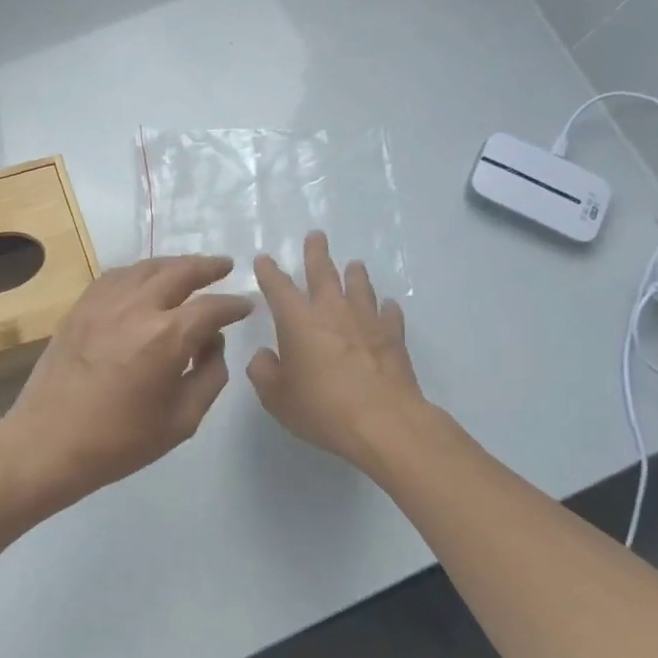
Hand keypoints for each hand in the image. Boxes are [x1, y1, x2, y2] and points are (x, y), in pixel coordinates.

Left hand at [0, 256, 254, 505]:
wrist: (48, 442)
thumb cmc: (119, 442)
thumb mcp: (182, 421)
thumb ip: (210, 377)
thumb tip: (213, 344)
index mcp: (167, 337)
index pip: (212, 308)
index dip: (234, 305)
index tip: (246, 306)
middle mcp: (137, 308)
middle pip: (179, 272)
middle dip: (208, 267)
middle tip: (225, 266)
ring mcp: (103, 304)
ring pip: (145, 268)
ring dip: (173, 265)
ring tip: (188, 269)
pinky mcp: (79, 309)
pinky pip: (114, 277)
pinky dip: (137, 273)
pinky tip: (143, 280)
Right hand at [247, 231, 426, 464]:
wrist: (383, 422)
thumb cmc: (321, 408)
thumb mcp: (276, 396)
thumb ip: (264, 371)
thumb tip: (265, 356)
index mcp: (297, 321)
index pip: (278, 287)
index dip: (269, 271)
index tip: (264, 258)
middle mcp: (332, 312)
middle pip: (323, 273)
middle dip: (316, 253)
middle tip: (316, 235)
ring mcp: (367, 322)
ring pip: (359, 287)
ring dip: (354, 274)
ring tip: (354, 265)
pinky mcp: (393, 338)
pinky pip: (389, 315)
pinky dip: (385, 308)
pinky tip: (387, 306)